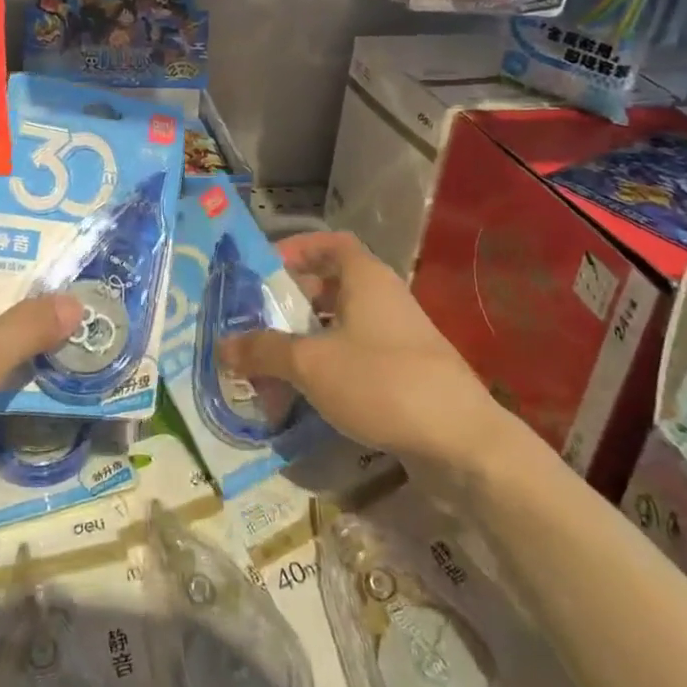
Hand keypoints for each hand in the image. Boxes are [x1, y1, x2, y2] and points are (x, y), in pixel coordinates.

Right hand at [218, 230, 518, 495]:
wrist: (463, 443)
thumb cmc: (382, 382)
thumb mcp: (310, 364)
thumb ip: (263, 350)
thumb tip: (222, 345)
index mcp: (366, 279)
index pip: (330, 243)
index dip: (297, 248)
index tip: (264, 269)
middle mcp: (384, 299)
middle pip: (332, 285)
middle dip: (292, 301)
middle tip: (258, 320)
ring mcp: (399, 338)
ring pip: (343, 325)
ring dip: (307, 338)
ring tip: (273, 361)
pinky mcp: (406, 374)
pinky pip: (358, 357)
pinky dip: (329, 366)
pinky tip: (306, 394)